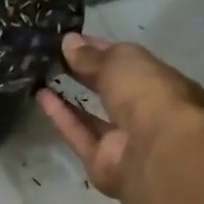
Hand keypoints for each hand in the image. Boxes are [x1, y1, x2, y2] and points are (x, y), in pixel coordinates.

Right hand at [37, 32, 203, 198]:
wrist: (153, 150)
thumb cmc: (147, 93)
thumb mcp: (120, 61)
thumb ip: (93, 55)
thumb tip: (69, 42)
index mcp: (162, 84)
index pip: (130, 64)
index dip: (103, 50)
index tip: (74, 40)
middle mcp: (146, 113)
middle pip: (113, 91)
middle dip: (88, 74)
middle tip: (56, 56)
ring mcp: (125, 141)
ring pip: (94, 118)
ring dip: (71, 97)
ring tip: (43, 75)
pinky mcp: (101, 163)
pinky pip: (79, 136)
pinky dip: (61, 117)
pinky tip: (41, 96)